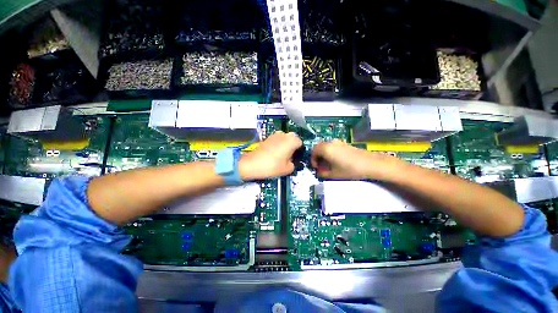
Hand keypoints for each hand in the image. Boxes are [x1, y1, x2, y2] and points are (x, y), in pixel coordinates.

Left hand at [239, 131, 302, 179]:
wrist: (252, 164)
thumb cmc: (272, 166)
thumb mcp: (287, 169)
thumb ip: (293, 164)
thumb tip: (291, 160)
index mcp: (291, 141)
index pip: (300, 142)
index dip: (299, 150)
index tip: (296, 157)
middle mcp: (284, 135)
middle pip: (292, 138)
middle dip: (292, 145)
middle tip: (290, 155)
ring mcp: (274, 135)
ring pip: (284, 138)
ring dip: (285, 143)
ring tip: (281, 154)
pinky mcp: (267, 137)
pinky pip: (277, 139)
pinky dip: (278, 144)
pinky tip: (274, 152)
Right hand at [311, 139, 404, 179]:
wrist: (370, 164)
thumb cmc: (349, 169)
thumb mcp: (333, 174)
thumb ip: (322, 173)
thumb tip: (319, 171)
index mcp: (325, 149)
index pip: (313, 152)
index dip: (312, 160)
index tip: (316, 168)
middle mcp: (330, 143)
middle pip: (318, 147)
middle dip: (317, 156)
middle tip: (320, 165)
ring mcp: (338, 142)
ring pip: (325, 146)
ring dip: (323, 153)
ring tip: (327, 163)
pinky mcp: (345, 143)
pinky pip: (332, 146)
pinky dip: (330, 152)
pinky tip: (336, 160)